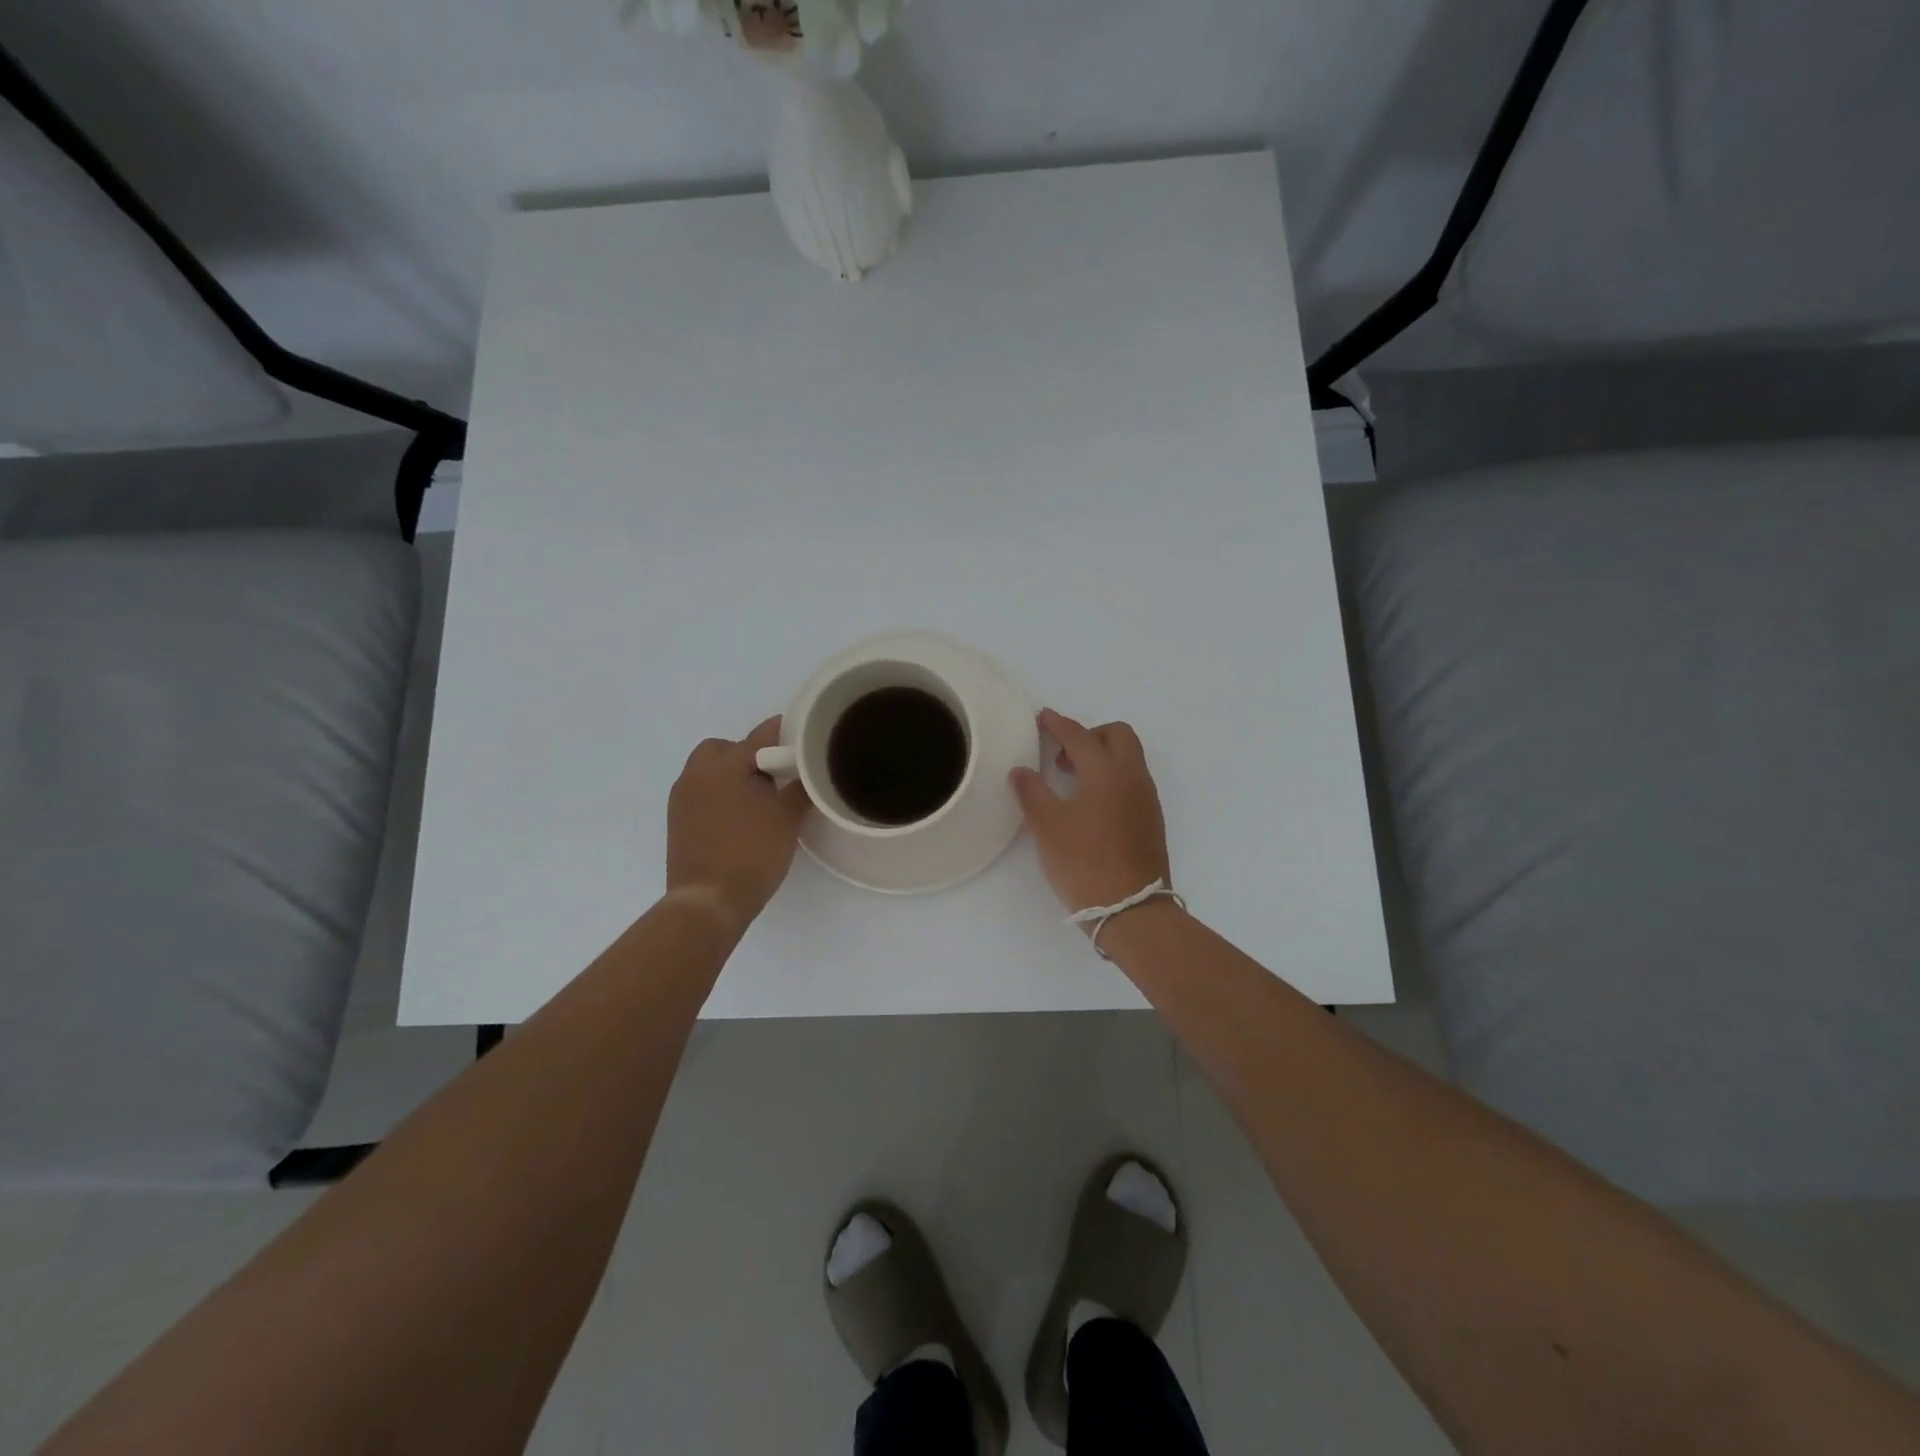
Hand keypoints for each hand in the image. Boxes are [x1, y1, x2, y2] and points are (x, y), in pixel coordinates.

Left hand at [666, 718, 809, 938]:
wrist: (709, 902)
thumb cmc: (751, 853)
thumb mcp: (787, 818)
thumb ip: (800, 788)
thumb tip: (810, 771)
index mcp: (722, 766)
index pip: (758, 737)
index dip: (783, 733)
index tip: (803, 736)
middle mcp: (695, 775)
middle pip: (723, 749)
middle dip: (748, 755)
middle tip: (775, 776)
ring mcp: (682, 800)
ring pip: (709, 772)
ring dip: (733, 776)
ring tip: (761, 800)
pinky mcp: (678, 823)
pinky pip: (702, 795)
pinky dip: (721, 796)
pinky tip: (742, 819)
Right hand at [1010, 709, 1170, 917]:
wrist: (1132, 910)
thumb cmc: (1085, 862)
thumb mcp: (1048, 826)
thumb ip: (1032, 792)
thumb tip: (1021, 770)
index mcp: (1107, 771)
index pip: (1080, 736)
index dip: (1058, 724)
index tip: (1042, 717)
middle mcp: (1133, 777)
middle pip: (1118, 735)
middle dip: (1090, 734)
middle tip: (1062, 755)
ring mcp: (1147, 799)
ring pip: (1129, 758)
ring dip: (1102, 756)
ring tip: (1072, 781)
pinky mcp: (1151, 820)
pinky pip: (1132, 781)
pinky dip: (1112, 777)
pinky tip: (1091, 805)